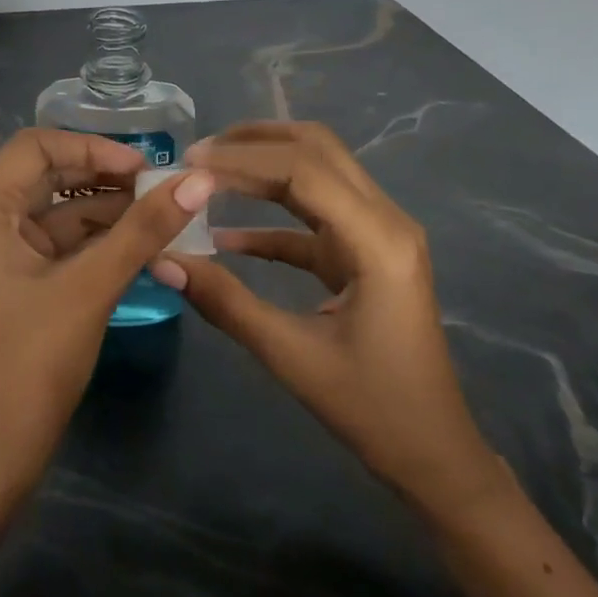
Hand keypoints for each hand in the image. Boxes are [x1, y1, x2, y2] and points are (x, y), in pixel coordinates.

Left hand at [0, 129, 212, 507]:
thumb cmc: (27, 367)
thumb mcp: (90, 289)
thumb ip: (144, 230)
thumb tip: (200, 180)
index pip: (38, 147)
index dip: (95, 148)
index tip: (147, 169)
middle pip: (46, 177)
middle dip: (104, 180)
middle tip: (161, 190)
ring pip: (54, 213)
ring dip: (104, 213)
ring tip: (161, 216)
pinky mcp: (7, 285)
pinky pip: (53, 247)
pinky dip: (93, 243)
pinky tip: (138, 247)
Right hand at [151, 122, 504, 515]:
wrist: (434, 454)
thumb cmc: (373, 409)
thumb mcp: (292, 356)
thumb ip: (226, 302)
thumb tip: (163, 262)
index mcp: (378, 240)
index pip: (303, 170)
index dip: (242, 159)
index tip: (188, 164)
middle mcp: (386, 221)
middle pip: (318, 150)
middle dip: (256, 142)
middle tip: (198, 154)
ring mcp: (380, 235)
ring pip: (319, 173)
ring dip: (265, 167)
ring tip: (208, 172)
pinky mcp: (367, 254)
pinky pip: (316, 219)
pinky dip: (273, 218)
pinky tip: (226, 235)